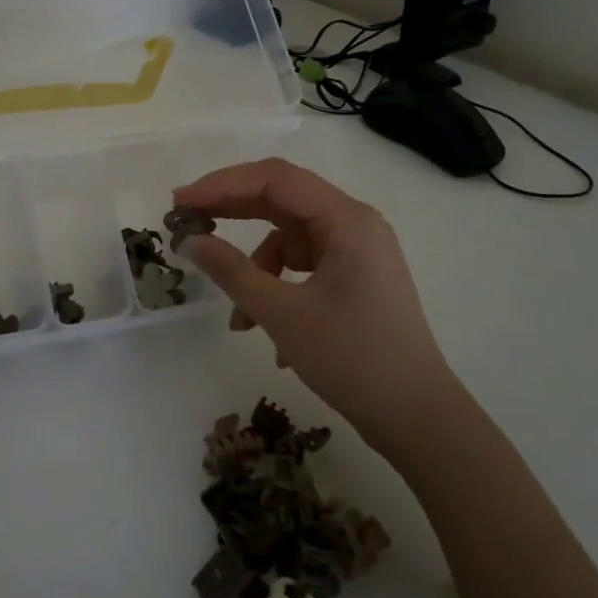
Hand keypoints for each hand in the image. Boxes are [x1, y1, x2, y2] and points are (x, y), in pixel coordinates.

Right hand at [172, 157, 456, 447]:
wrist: (417, 418)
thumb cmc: (352, 359)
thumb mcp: (282, 314)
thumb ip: (232, 271)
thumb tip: (189, 240)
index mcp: (346, 219)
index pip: (275, 179)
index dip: (222, 184)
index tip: (180, 201)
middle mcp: (355, 224)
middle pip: (283, 199)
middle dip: (233, 210)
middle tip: (187, 222)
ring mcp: (358, 251)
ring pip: (291, 237)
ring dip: (257, 266)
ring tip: (237, 314)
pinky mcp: (357, 277)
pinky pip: (305, 264)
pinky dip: (279, 286)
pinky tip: (266, 331)